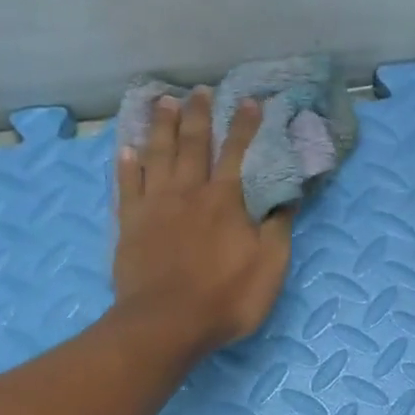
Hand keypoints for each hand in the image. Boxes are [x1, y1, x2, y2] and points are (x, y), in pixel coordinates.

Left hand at [113, 90, 291, 353]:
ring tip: (164, 102)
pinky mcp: (130, 224)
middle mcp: (188, 192)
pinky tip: (127, 149)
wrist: (168, 323)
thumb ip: (278, 229)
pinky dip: (128, 164)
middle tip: (201, 91)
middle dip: (200, 115)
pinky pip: (127, 185)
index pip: (238, 153)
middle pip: (193, 144)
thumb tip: (287, 197)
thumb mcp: (270, 268)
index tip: (251, 102)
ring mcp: (155, 205)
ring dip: (162, 126)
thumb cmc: (227, 298)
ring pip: (158, 155)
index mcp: (225, 201)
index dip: (246, 126)